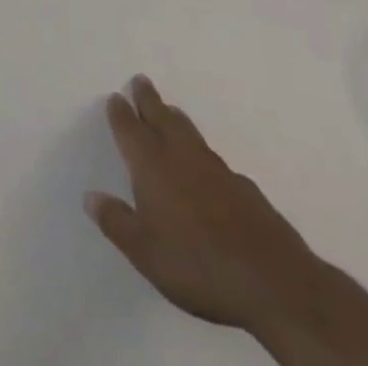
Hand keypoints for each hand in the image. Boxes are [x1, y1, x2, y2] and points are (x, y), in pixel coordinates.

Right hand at [85, 76, 323, 335]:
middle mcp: (182, 157)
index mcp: (151, 165)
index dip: (120, 112)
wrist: (278, 286)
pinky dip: (206, 156)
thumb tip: (90, 196)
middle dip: (149, 99)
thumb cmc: (198, 264)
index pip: (129, 128)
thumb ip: (116, 221)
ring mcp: (219, 173)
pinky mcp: (248, 193)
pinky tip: (211, 169)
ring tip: (171, 111)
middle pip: (161, 118)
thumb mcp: (145, 252)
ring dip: (177, 120)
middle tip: (141, 80)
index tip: (116, 96)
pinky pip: (218, 163)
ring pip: (191, 135)